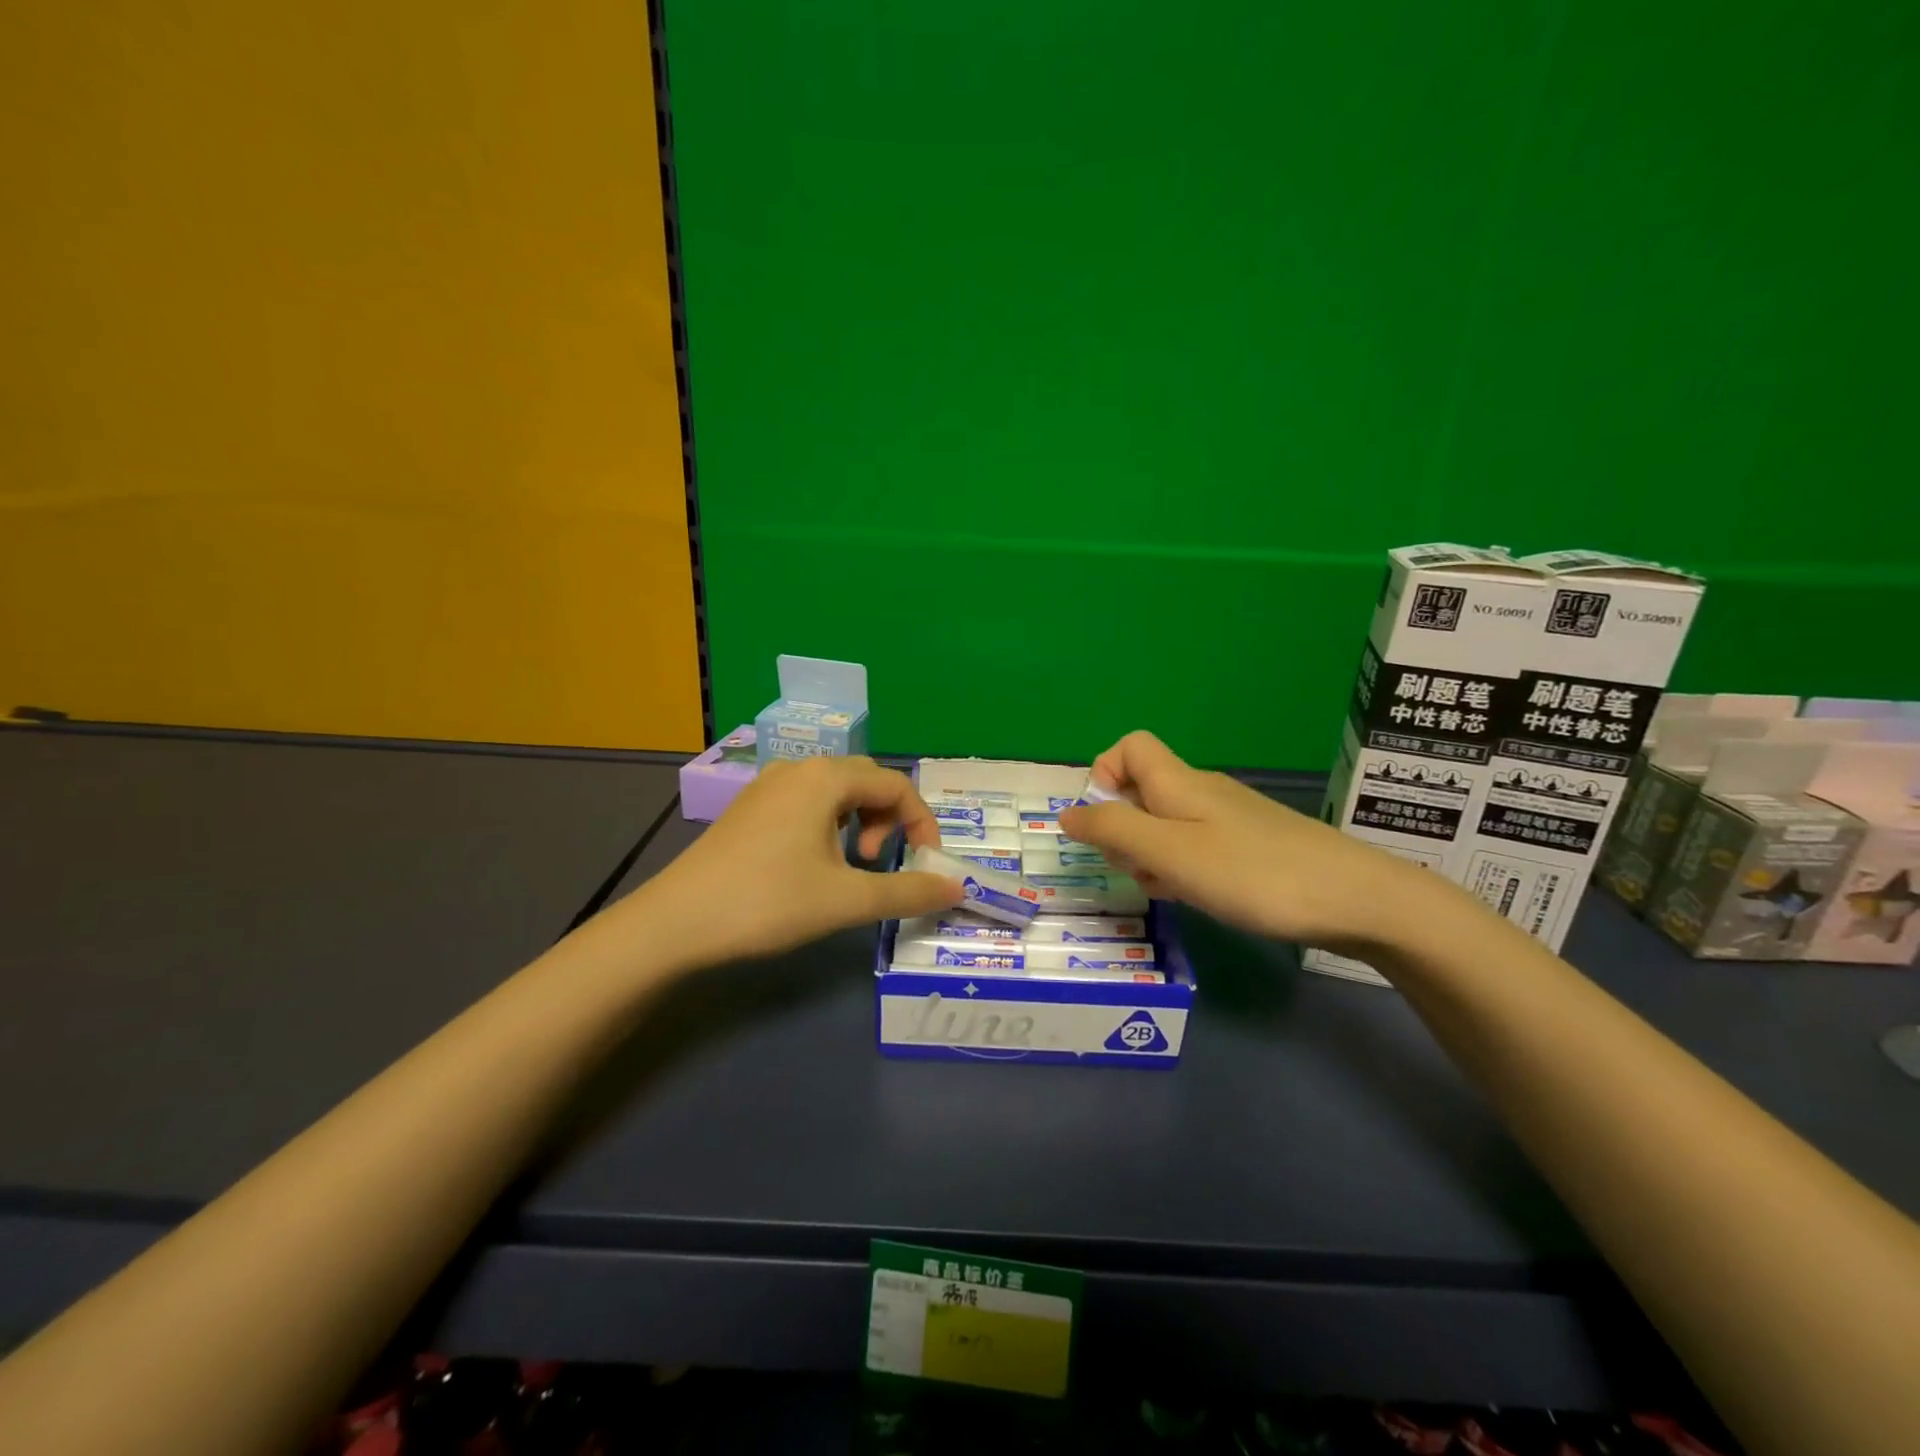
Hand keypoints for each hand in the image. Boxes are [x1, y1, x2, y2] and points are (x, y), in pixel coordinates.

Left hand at [632, 755, 963, 967]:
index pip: (896, 785)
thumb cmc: (768, 902)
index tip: (925, 864)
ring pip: (835, 791)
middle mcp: (798, 769)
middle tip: (878, 861)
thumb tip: (957, 887)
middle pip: (866, 780)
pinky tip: (813, 863)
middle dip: (888, 818)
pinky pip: (807, 802)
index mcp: (826, 778)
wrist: (675, 923)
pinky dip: (829, 824)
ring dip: (858, 821)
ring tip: (849, 865)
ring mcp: (768, 786)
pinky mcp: (749, 807)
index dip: (922, 823)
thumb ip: (907, 891)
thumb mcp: (846, 900)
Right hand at [1057, 731, 1427, 952]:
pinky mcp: (1249, 844)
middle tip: (1135, 868)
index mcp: (1177, 782)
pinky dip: (1180, 866)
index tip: (1105, 822)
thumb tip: (1067, 813)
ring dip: (1149, 853)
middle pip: (1141, 789)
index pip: (1129, 746)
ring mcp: (1227, 818)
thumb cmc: (1251, 873)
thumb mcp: (1169, 853)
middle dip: (1121, 827)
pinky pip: (1195, 844)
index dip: (1104, 774)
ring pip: (1166, 822)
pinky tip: (1195, 896)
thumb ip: (1113, 830)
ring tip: (1166, 890)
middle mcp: (1200, 791)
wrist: (1354, 898)